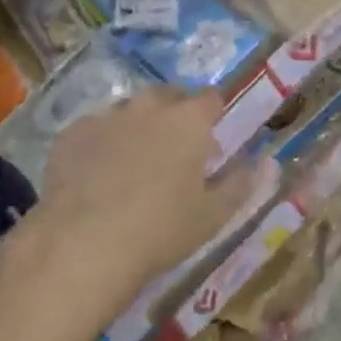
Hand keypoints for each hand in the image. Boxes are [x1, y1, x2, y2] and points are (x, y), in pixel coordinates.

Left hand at [5, 89, 262, 328]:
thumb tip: (267, 162)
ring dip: (138, 125)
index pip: (211, 98)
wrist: (83, 244)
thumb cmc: (160, 230)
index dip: (214, 114)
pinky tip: (96, 174)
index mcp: (188, 120)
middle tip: (175, 150)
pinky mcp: (72, 133)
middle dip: (175, 114)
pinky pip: (94, 128)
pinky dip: (101, 142)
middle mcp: (149, 107)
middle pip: (169, 96)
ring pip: (130, 109)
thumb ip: (241, 184)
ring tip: (134, 162)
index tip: (212, 138)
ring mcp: (107, 116)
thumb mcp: (212, 216)